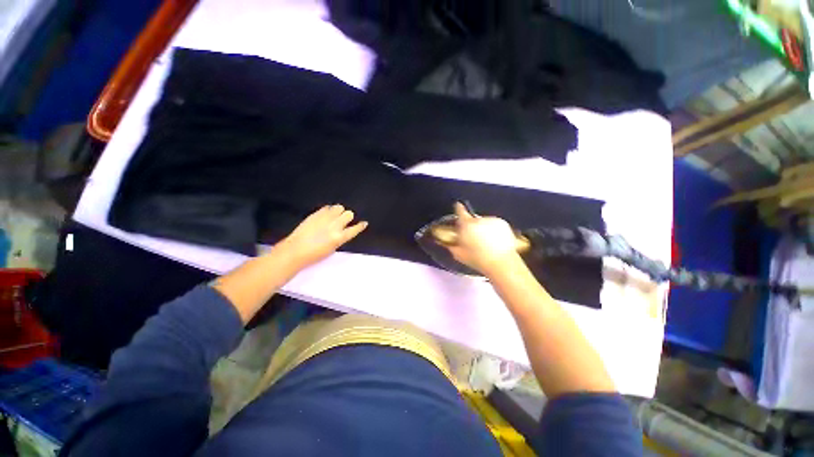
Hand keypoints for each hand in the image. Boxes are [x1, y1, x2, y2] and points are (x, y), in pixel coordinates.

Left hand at [278, 205, 367, 269]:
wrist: (295, 250)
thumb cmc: (314, 255)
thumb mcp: (332, 249)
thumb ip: (340, 238)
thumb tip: (343, 231)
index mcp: (340, 237)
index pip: (355, 229)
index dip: (361, 226)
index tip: (364, 223)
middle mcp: (335, 226)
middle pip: (349, 214)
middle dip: (348, 217)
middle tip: (343, 221)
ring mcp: (325, 218)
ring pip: (339, 207)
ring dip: (339, 212)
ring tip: (334, 217)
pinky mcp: (316, 214)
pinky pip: (327, 207)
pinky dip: (329, 211)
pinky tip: (325, 216)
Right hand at [445, 202, 522, 276]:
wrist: (501, 263)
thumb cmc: (477, 259)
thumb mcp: (459, 254)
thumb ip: (452, 244)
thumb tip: (448, 240)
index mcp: (466, 225)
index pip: (460, 211)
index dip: (458, 208)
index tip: (458, 206)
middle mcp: (479, 219)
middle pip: (473, 219)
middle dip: (472, 226)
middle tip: (473, 237)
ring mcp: (492, 220)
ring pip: (484, 222)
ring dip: (483, 228)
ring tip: (485, 241)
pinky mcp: (503, 223)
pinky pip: (494, 224)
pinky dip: (493, 229)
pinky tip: (495, 240)